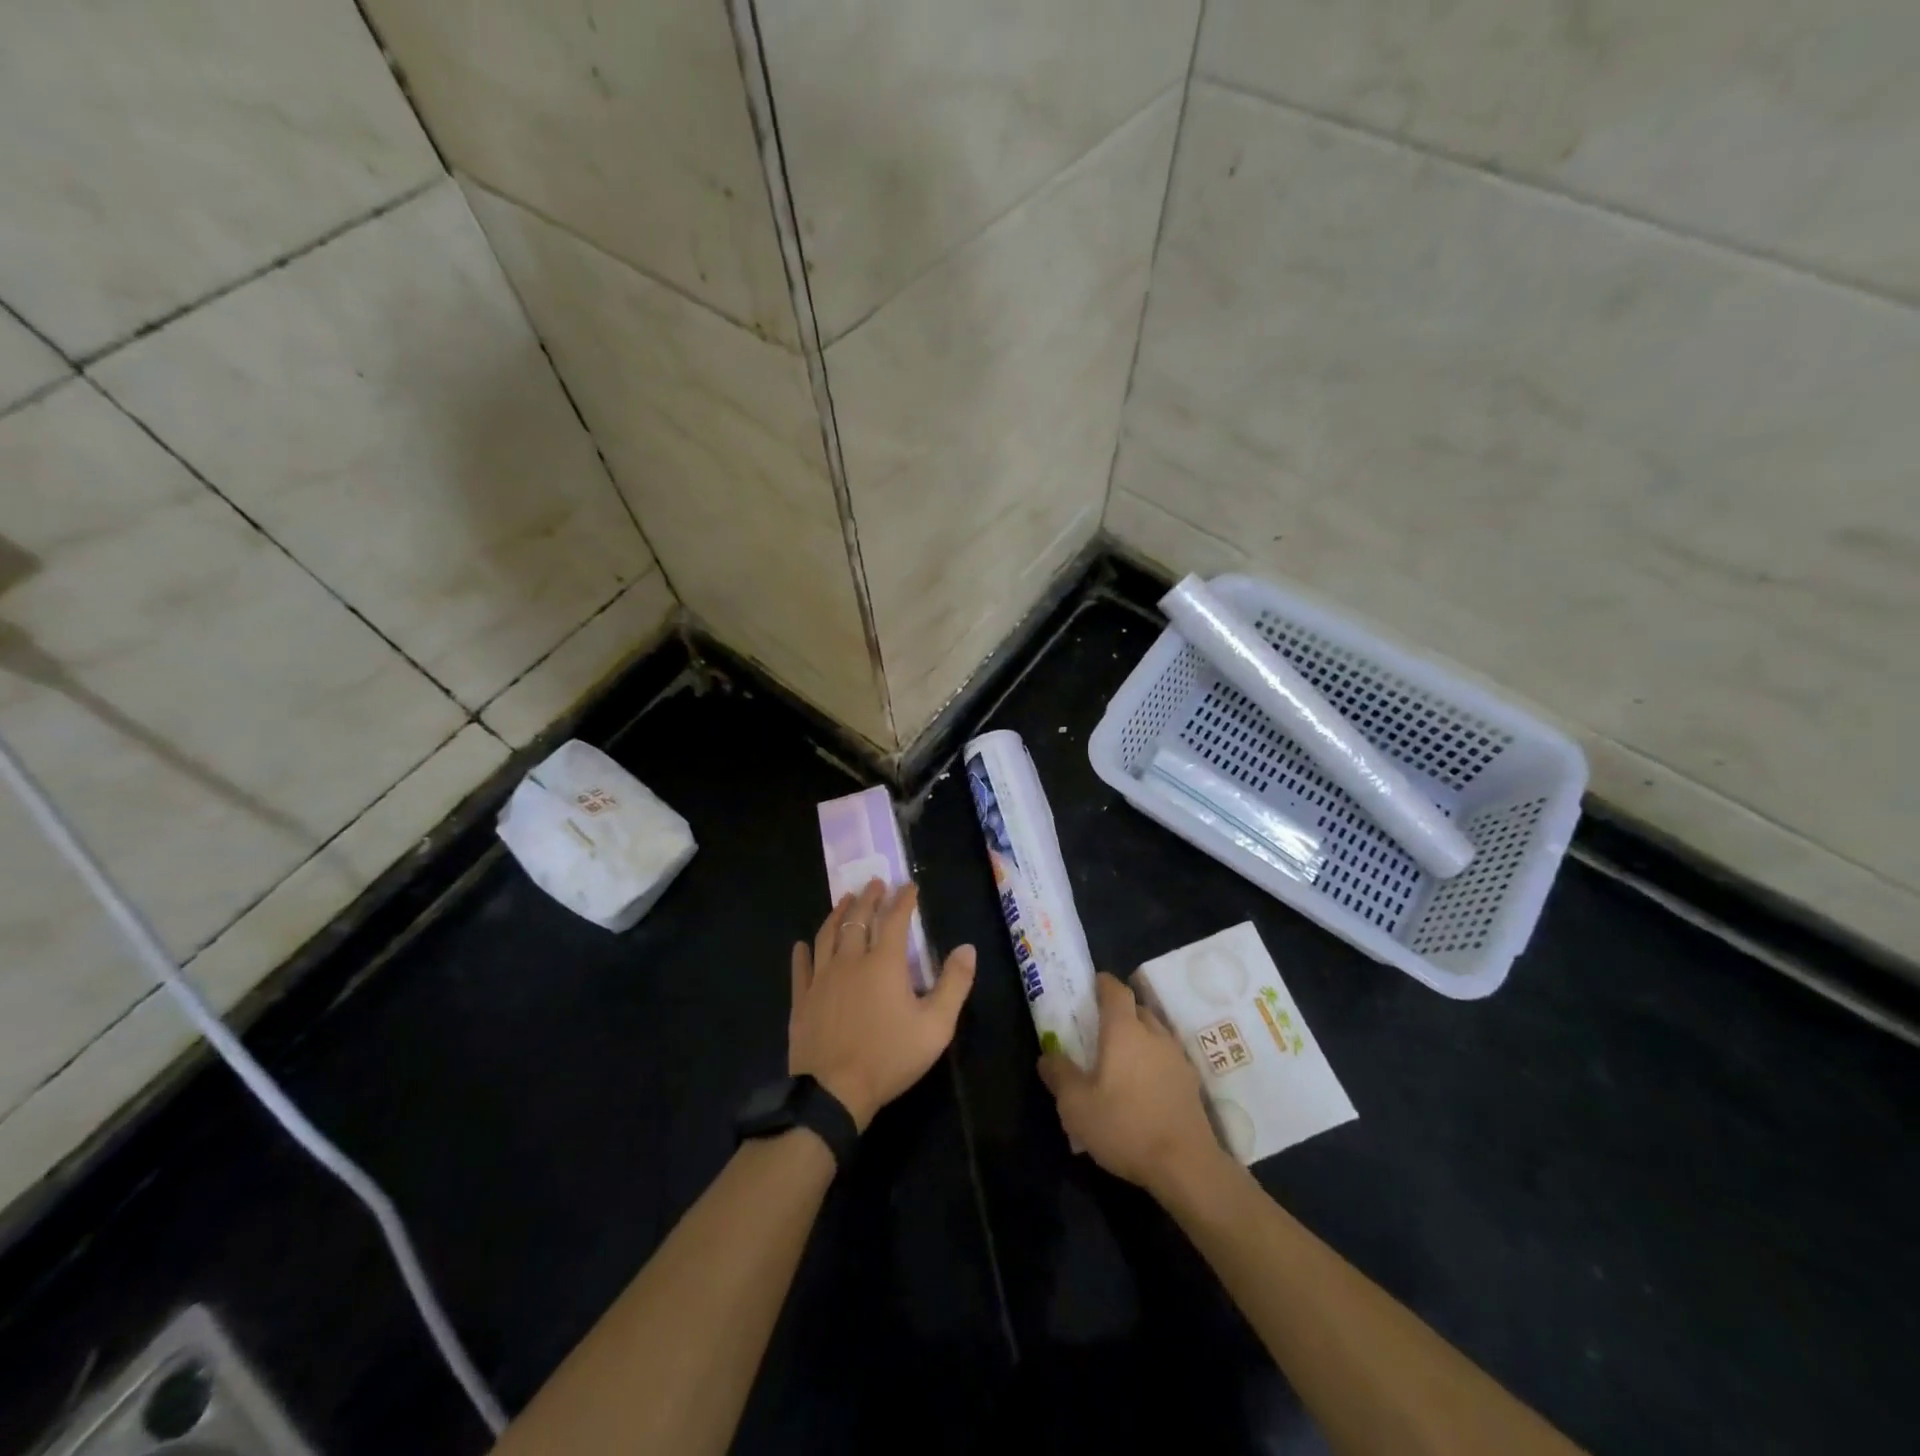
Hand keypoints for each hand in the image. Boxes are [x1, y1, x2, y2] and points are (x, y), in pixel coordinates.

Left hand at [789, 879, 975, 1131]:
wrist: (833, 1093)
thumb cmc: (889, 1058)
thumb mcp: (936, 1026)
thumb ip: (954, 984)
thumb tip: (967, 948)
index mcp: (884, 964)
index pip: (895, 920)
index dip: (903, 900)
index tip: (909, 885)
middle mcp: (851, 961)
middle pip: (858, 919)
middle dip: (869, 898)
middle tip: (875, 883)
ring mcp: (822, 979)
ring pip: (827, 935)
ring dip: (837, 913)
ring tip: (844, 900)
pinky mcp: (802, 1000)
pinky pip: (801, 968)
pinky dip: (803, 952)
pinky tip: (802, 944)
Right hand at [1037, 971, 1223, 1197]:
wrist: (1186, 1165)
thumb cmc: (1125, 1126)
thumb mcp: (1076, 1106)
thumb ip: (1059, 1075)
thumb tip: (1047, 1057)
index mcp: (1124, 1030)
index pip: (1116, 991)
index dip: (1103, 983)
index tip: (1093, 984)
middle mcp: (1154, 1035)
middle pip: (1138, 1010)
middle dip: (1120, 1012)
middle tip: (1101, 1027)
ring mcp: (1177, 1058)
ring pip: (1155, 1034)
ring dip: (1139, 1037)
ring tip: (1122, 1058)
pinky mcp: (1191, 1084)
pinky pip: (1167, 1059)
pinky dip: (1154, 1062)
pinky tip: (1144, 1086)